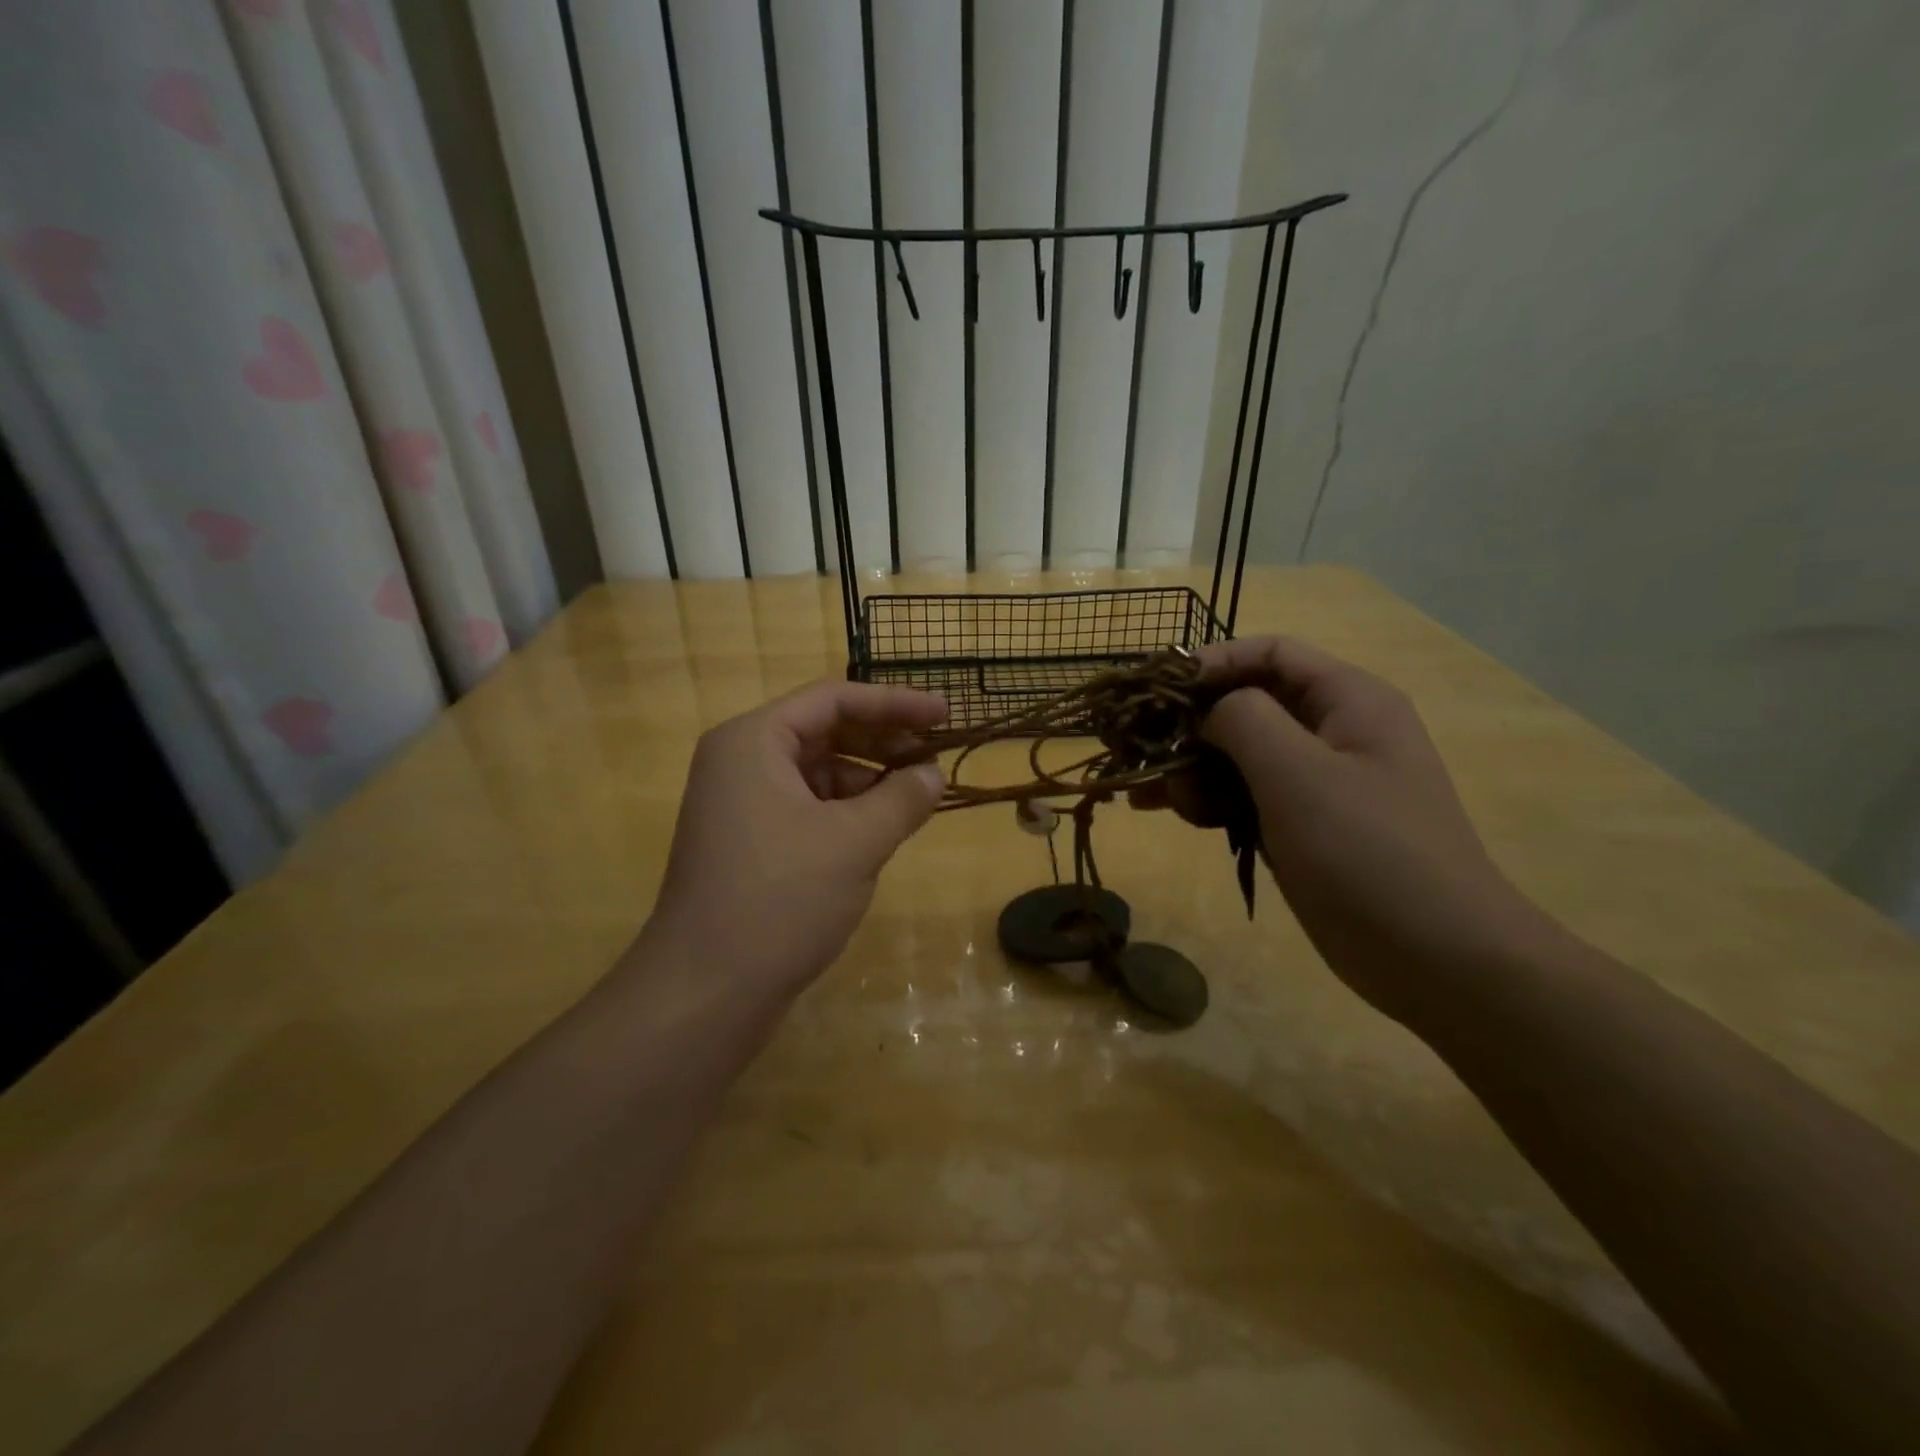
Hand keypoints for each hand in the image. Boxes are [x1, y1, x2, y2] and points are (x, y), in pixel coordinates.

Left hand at [642, 681, 947, 999]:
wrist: (705, 992)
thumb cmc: (780, 900)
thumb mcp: (855, 842)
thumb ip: (902, 798)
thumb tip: (934, 774)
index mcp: (753, 741)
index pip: (833, 699)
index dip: (894, 703)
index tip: (944, 715)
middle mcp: (740, 761)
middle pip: (824, 731)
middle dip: (883, 741)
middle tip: (936, 756)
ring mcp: (741, 804)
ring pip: (817, 772)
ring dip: (869, 779)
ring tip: (916, 798)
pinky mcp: (749, 842)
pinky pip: (807, 806)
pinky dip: (847, 811)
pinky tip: (881, 829)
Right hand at [1139, 637, 1541, 1022]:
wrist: (1436, 959)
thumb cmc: (1368, 852)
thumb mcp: (1299, 773)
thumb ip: (1243, 720)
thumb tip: (1207, 712)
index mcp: (1348, 702)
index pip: (1271, 653)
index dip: (1212, 660)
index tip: (1157, 688)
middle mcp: (1331, 732)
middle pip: (1247, 704)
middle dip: (1189, 723)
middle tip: (1139, 748)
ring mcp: (1315, 783)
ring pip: (1237, 754)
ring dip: (1189, 766)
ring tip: (1146, 793)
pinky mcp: (1300, 826)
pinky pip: (1242, 795)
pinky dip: (1204, 799)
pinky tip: (1165, 811)